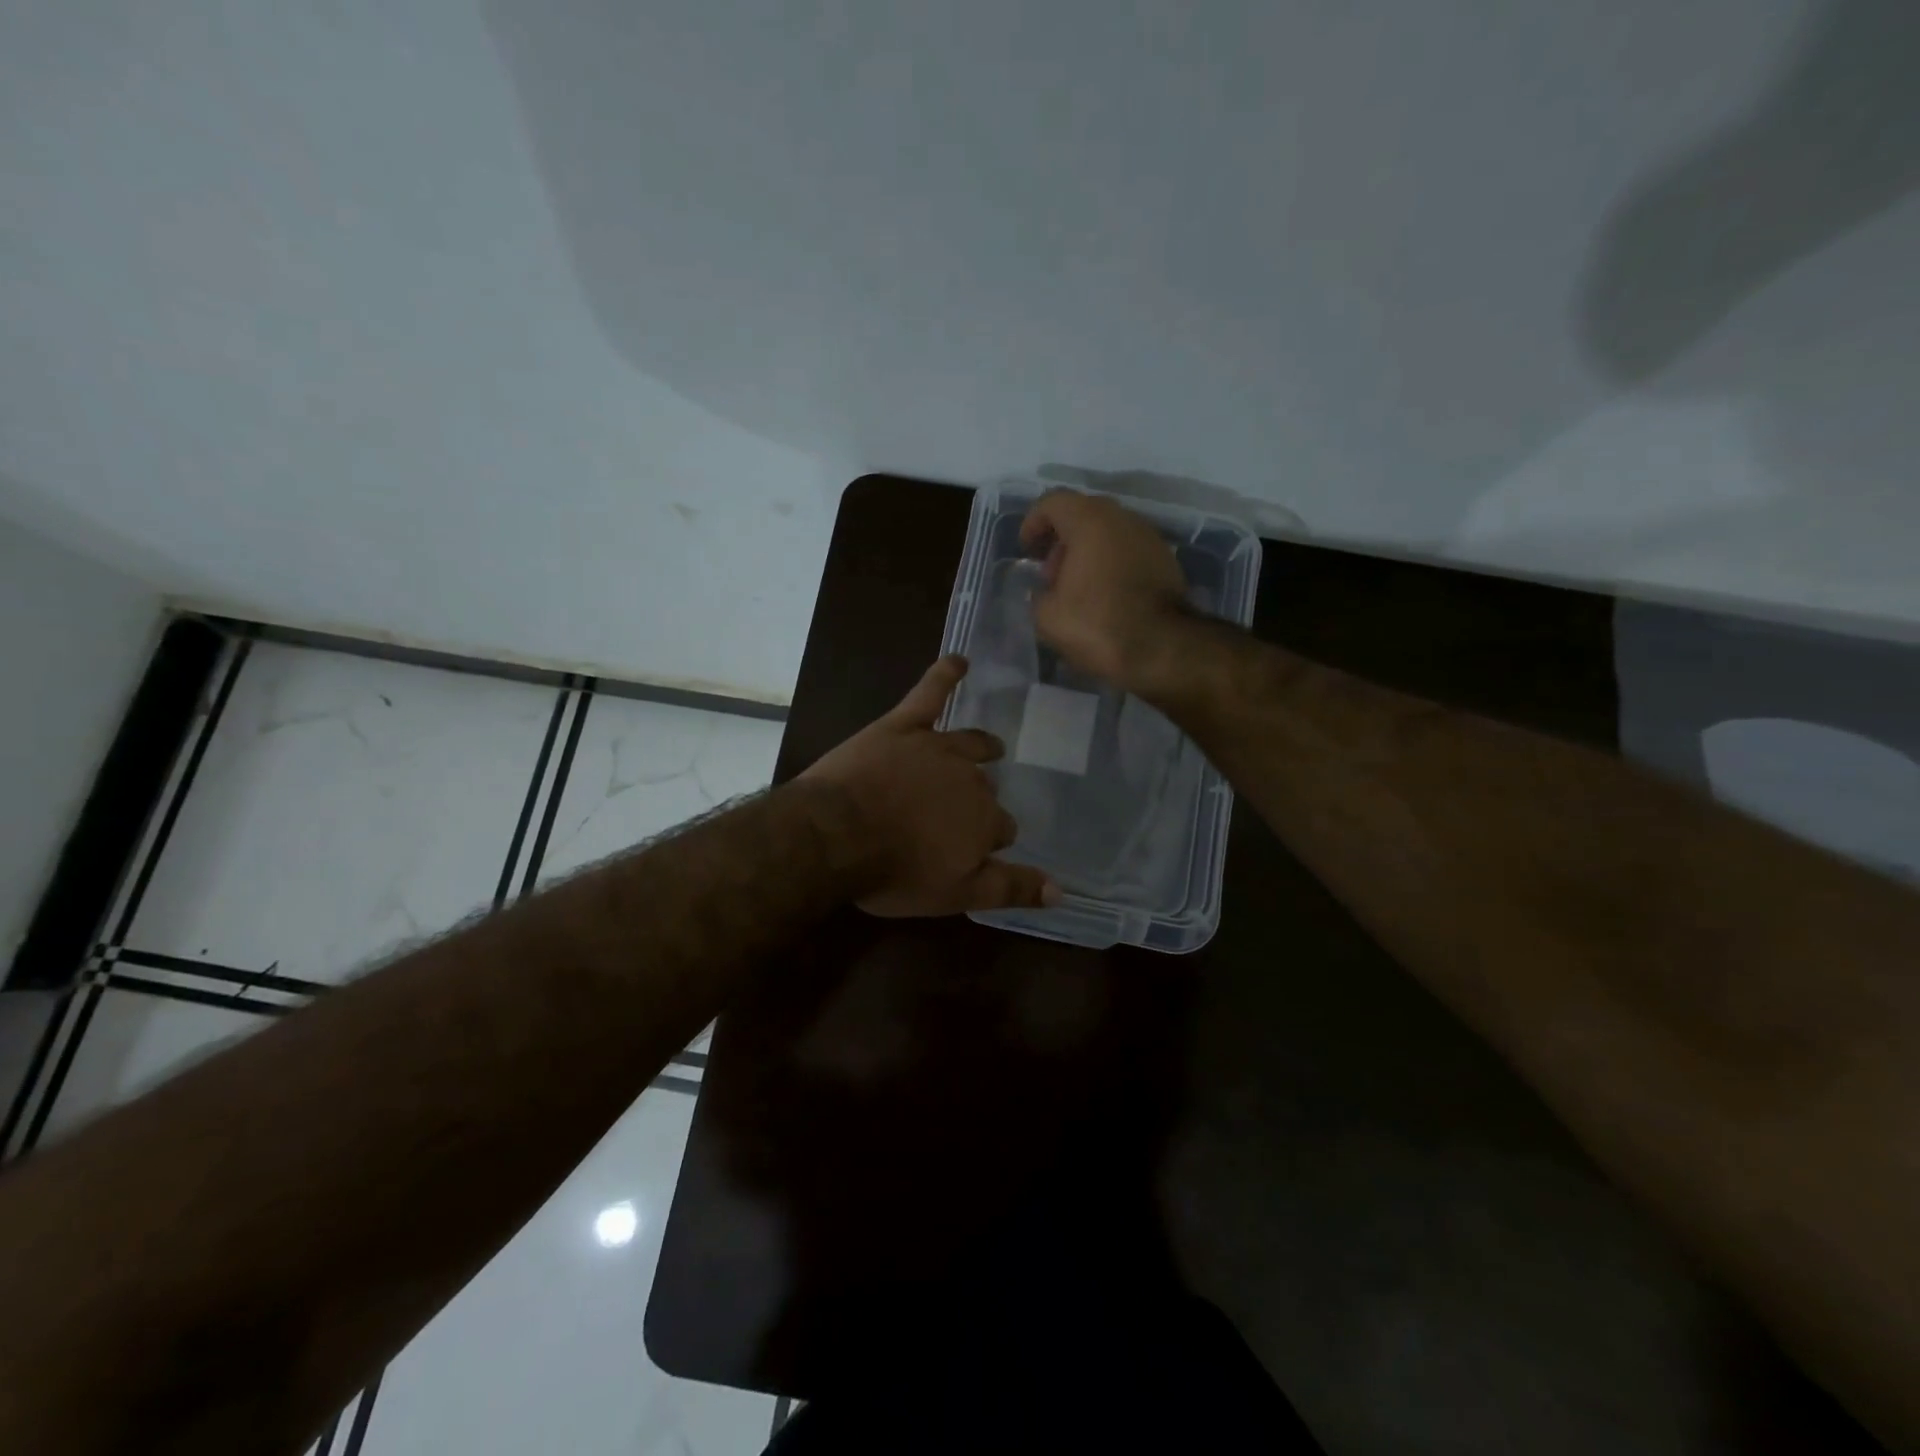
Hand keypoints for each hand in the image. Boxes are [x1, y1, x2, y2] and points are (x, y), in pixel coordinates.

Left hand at [800, 656, 1059, 916]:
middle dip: (979, 799)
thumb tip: (1060, 891)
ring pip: (969, 743)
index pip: (1001, 829)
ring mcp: (936, 748)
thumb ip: (1009, 889)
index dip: (988, 839)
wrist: (837, 834)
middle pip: (984, 788)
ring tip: (992, 746)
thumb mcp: (955, 895)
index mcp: (984, 821)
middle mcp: (970, 780)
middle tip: (960, 812)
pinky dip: (945, 675)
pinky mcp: (902, 726)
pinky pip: (930, 693)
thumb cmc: (894, 872)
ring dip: (982, 746)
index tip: (974, 849)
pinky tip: (959, 660)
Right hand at [1019, 490, 1189, 695]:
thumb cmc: (1097, 624)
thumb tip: (1046, 592)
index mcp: (1089, 521)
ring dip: (1087, 553)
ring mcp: (1149, 537)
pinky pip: (1128, 552)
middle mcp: (1122, 519)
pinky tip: (1103, 596)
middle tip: (1050, 573)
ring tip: (1075, 589)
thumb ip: (1039, 594)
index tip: (1026, 549)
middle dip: (1061, 540)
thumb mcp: (1047, 616)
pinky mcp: (1166, 561)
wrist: (1162, 648)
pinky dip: (1110, 564)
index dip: (1033, 522)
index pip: (1053, 503)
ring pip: (1108, 533)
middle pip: (1083, 515)